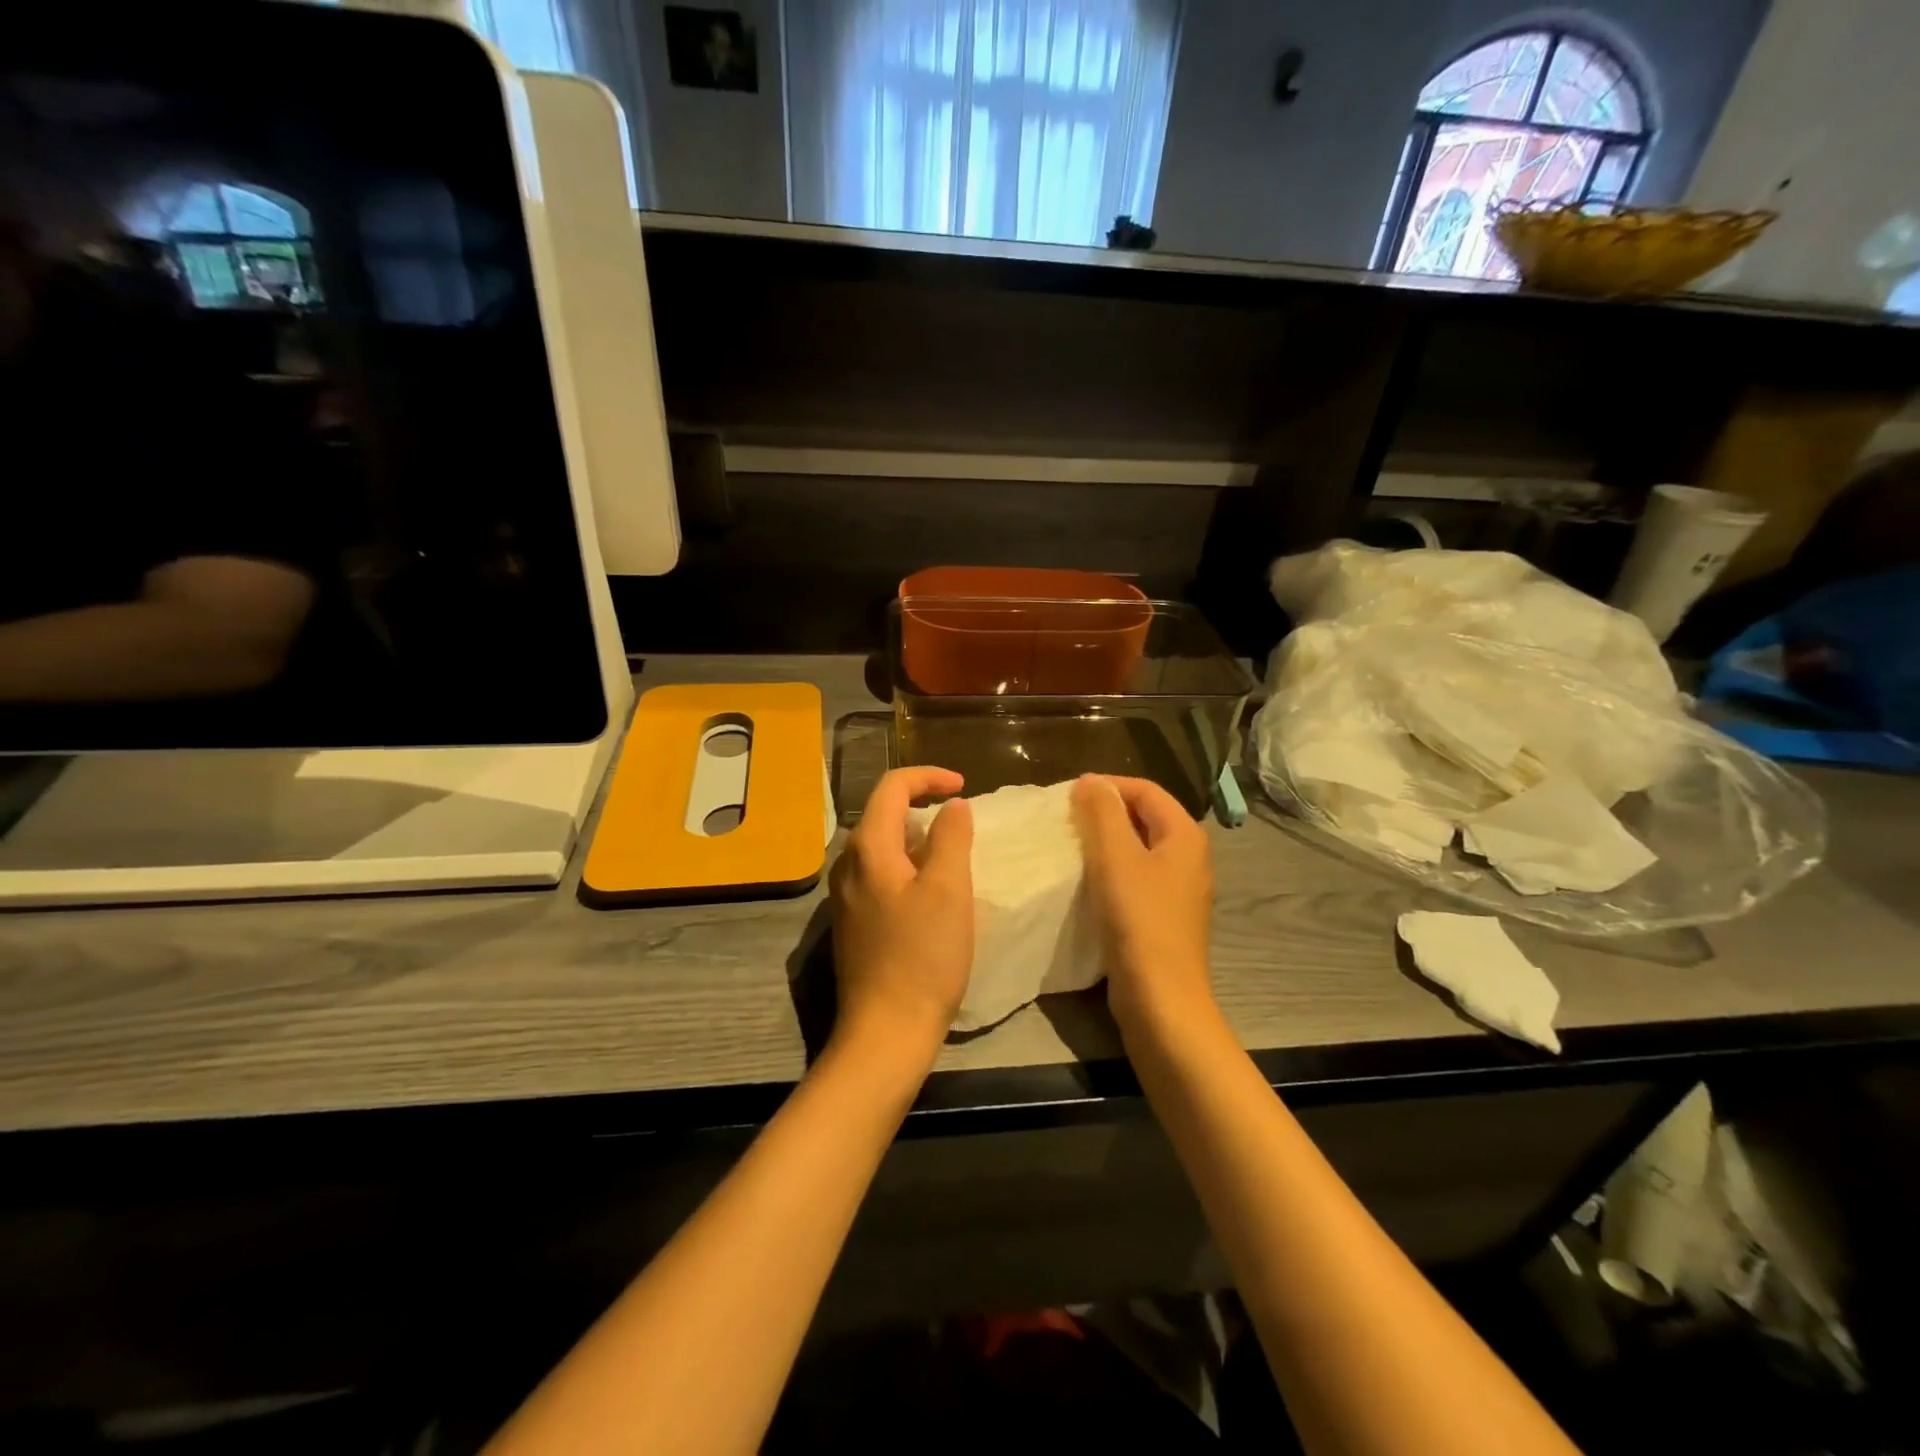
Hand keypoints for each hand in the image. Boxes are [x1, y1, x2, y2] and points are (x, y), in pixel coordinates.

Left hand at [829, 767, 974, 1063]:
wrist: (886, 1031)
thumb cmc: (923, 956)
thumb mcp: (949, 889)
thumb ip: (952, 837)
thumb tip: (952, 806)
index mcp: (867, 848)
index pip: (892, 787)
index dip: (928, 776)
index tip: (964, 787)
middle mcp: (848, 865)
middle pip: (882, 814)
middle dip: (923, 806)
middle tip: (962, 821)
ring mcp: (846, 896)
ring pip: (882, 846)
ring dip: (917, 838)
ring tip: (952, 855)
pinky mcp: (853, 922)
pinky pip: (880, 874)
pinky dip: (908, 866)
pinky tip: (931, 892)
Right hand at [1071, 775, 1216, 1038]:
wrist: (1161, 999)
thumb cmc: (1139, 920)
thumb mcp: (1115, 858)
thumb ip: (1102, 813)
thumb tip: (1090, 781)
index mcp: (1184, 835)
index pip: (1145, 790)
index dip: (1107, 786)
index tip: (1067, 795)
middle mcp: (1189, 857)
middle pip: (1144, 817)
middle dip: (1105, 812)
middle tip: (1065, 819)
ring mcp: (1179, 889)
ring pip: (1138, 848)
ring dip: (1105, 842)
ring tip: (1070, 846)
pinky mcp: (1164, 916)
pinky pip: (1136, 877)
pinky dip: (1111, 870)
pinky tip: (1086, 881)